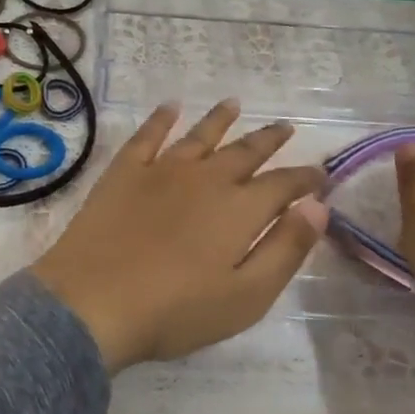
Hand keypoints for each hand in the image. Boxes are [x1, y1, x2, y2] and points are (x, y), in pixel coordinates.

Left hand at [33, 101, 328, 371]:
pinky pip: (147, 135)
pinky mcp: (124, 172)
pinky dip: (161, 118)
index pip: (283, 184)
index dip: (305, 178)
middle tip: (285, 126)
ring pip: (200, 136)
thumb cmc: (176, 310)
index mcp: (239, 209)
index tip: (320, 173)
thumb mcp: (247, 295)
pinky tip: (170, 106)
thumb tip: (318, 206)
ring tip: (234, 103)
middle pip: (245, 152)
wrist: (94, 301)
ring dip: (220, 119)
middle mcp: (205, 178)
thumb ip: (286, 249)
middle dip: (269, 139)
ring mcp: (161, 170)